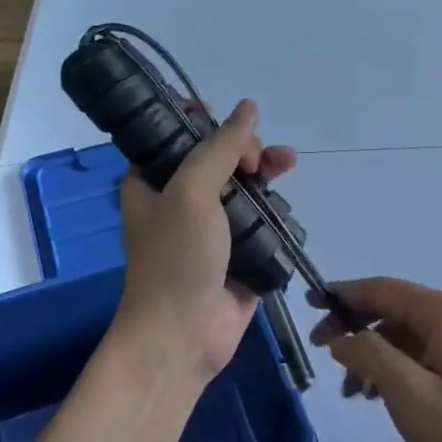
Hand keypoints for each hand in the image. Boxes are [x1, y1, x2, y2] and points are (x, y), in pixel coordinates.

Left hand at [113, 99, 296, 387]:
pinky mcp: (239, 253)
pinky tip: (287, 206)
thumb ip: (220, 147)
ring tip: (288, 165)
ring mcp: (211, 229)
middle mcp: (180, 201)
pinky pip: (260, 221)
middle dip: (247, 149)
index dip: (209, 125)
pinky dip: (275, 211)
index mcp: (153, 182)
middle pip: (220, 159)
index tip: (233, 129)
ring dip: (266, 174)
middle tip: (261, 159)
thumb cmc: (177, 257)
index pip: (180, 137)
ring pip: (245, 188)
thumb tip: (248, 107)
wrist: (183, 334)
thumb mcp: (192, 192)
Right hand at [311, 278, 441, 441]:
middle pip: (395, 307)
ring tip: (351, 390)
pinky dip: (398, 362)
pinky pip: (425, 347)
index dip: (344, 295)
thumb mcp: (407, 393)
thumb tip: (341, 336)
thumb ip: (368, 355)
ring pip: (408, 330)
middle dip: (356, 327)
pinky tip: (378, 392)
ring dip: (375, 351)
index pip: (384, 289)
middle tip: (322, 350)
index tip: (309, 303)